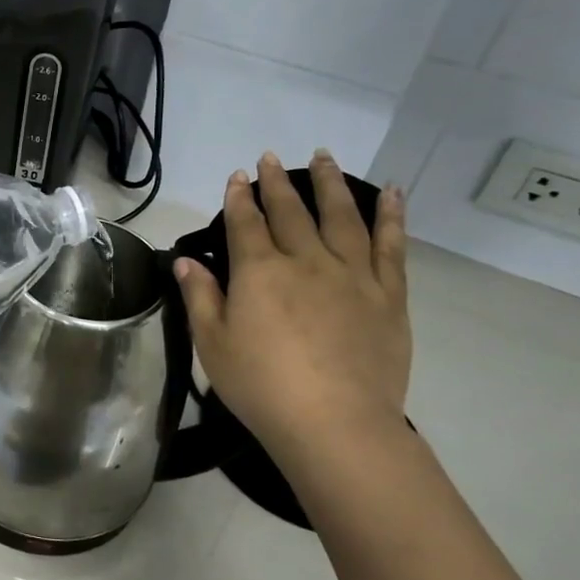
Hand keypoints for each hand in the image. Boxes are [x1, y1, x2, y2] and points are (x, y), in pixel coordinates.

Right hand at [174, 150, 410, 462]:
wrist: (334, 423)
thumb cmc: (260, 386)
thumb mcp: (212, 344)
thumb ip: (200, 297)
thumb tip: (187, 261)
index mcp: (259, 272)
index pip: (245, 222)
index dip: (239, 197)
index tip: (238, 176)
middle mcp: (306, 260)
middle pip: (291, 211)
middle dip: (279, 182)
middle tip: (272, 157)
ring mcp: (352, 274)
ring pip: (341, 216)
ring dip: (330, 184)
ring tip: (325, 157)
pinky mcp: (388, 294)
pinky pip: (391, 245)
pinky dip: (391, 216)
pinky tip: (392, 194)